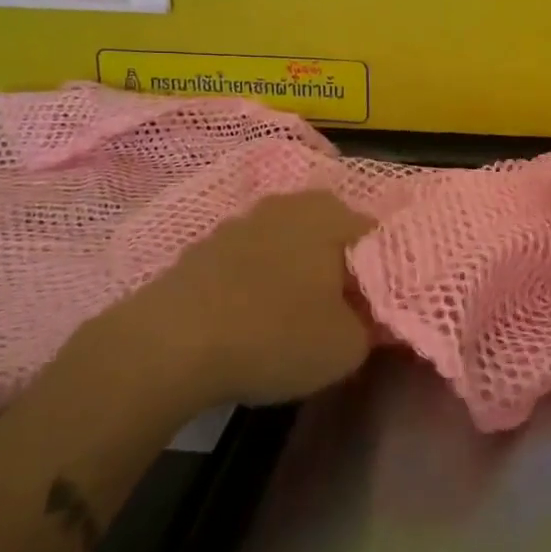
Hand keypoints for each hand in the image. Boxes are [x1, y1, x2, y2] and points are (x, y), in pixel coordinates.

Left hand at [92, 190, 377, 407]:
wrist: (169, 344)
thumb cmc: (275, 335)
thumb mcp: (347, 347)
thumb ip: (373, 326)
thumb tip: (373, 316)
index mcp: (331, 214)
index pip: (376, 237)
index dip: (381, 275)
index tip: (374, 311)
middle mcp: (290, 204)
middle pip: (330, 235)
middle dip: (338, 269)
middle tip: (339, 314)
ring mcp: (242, 220)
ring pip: (287, 245)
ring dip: (294, 273)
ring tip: (291, 320)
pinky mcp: (204, 246)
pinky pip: (248, 261)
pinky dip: (255, 283)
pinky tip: (248, 320)